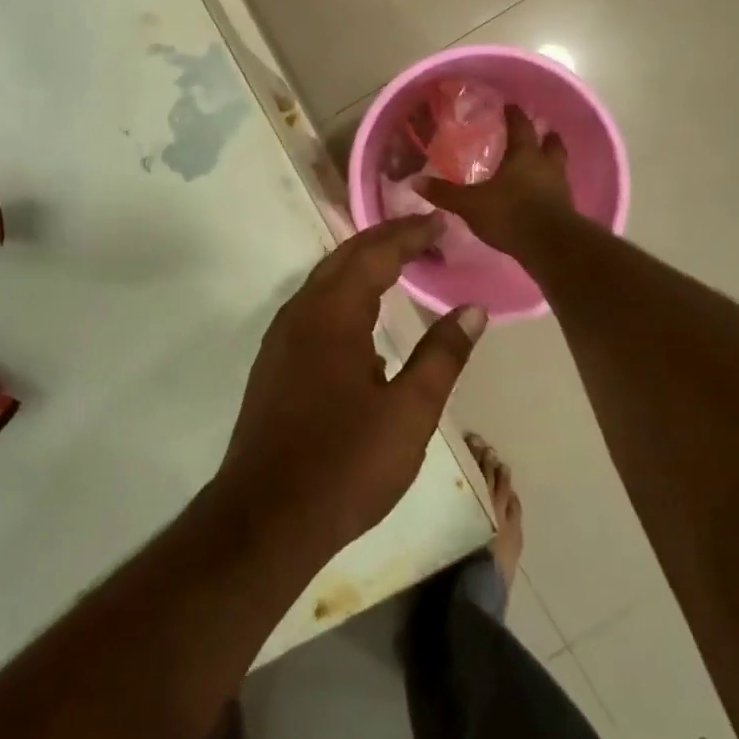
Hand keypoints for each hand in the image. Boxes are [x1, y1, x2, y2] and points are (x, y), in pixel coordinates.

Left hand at [214, 216, 487, 561]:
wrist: (265, 517)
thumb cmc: (345, 464)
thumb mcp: (409, 413)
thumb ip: (442, 355)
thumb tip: (472, 309)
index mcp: (333, 314)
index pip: (375, 254)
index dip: (409, 234)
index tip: (441, 222)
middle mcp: (302, 311)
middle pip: (346, 257)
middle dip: (386, 238)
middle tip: (426, 233)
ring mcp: (282, 335)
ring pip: (326, 278)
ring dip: (363, 262)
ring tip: (402, 261)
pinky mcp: (275, 359)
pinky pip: (314, 303)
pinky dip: (345, 288)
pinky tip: (364, 311)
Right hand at [417, 105, 574, 255]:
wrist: (551, 248)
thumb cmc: (510, 215)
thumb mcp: (471, 204)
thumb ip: (445, 193)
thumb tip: (416, 181)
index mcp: (524, 155)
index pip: (520, 125)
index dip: (514, 114)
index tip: (509, 105)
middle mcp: (546, 165)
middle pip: (551, 142)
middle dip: (544, 135)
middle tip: (538, 131)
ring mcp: (560, 187)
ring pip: (558, 165)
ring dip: (551, 161)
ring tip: (540, 162)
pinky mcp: (567, 209)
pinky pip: (559, 190)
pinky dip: (551, 187)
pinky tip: (540, 194)